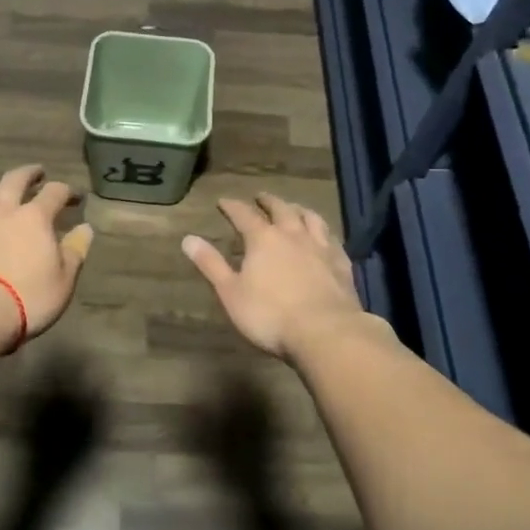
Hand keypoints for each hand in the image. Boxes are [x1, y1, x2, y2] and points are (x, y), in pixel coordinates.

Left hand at [0, 166, 93, 349]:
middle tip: (36, 173)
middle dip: (28, 173)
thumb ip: (75, 251)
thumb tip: (85, 228)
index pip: (55, 193)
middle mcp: (1, 212)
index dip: (67, 191)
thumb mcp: (64, 279)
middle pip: (13, 180)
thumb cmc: (27, 297)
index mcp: (34, 218)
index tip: (75, 197)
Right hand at [181, 194, 381, 360]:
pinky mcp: (341, 263)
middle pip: (280, 209)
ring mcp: (320, 247)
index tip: (223, 201)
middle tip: (260, 197)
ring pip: (310, 218)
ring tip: (293, 208)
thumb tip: (188, 238)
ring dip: (298, 209)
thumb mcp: (231, 293)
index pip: (243, 215)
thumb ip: (211, 264)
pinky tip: (325, 237)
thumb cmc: (271, 315)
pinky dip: (324, 232)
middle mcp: (292, 234)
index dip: (232, 206)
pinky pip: (332, 239)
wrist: (326, 333)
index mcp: (263, 239)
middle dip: (267, 201)